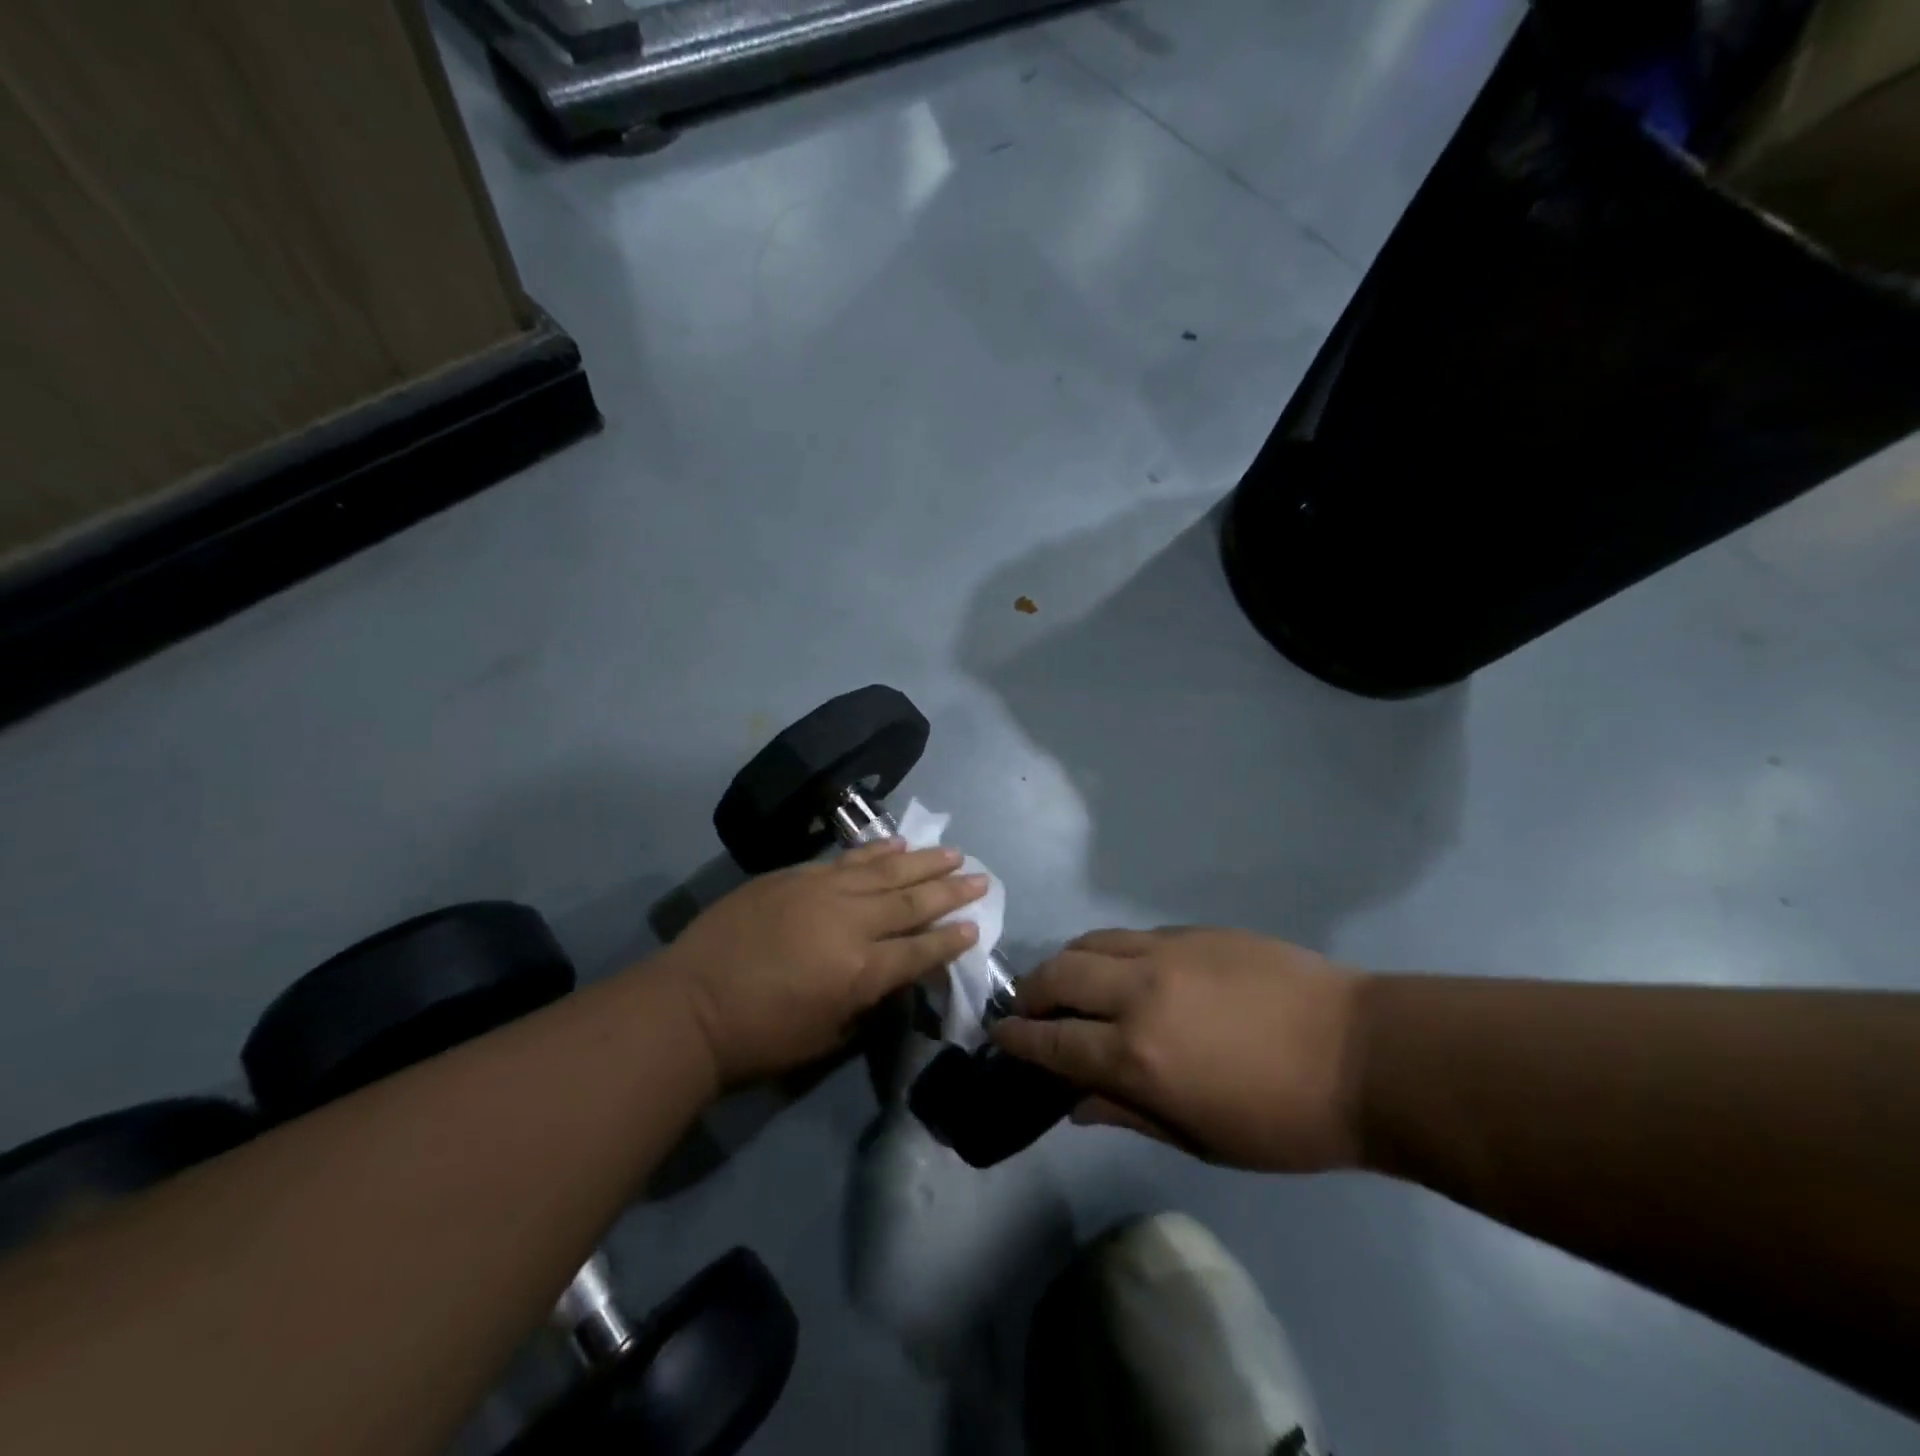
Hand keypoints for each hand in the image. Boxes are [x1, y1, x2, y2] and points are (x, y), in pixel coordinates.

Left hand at [663, 840, 987, 1086]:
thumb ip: (867, 1003)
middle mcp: (851, 923)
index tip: (976, 925)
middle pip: (912, 901)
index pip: (920, 950)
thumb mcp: (827, 1038)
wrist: (690, 1006)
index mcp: (862, 971)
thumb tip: (890, 976)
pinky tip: (897, 844)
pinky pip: (846, 860)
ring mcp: (822, 892)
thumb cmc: (760, 1038)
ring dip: (923, 861)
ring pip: (885, 870)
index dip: (951, 939)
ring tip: (952, 852)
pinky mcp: (795, 877)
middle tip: (981, 878)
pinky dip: (875, 851)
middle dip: (950, 891)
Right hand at [990, 928, 1365, 1170]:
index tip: (998, 1036)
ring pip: (1090, 942)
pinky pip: (1131, 935)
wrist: (1363, 1053)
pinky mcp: (1193, 931)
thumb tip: (1074, 1105)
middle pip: (1058, 975)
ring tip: (1066, 982)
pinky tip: (1121, 968)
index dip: (1018, 1038)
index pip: (1053, 1039)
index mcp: (1137, 1054)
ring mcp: (1166, 951)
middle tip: (1026, 1008)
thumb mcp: (1201, 1139)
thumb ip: (1128, 1114)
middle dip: (1030, 991)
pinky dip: (1108, 951)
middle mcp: (1138, 992)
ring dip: (1065, 962)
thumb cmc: (1284, 1119)